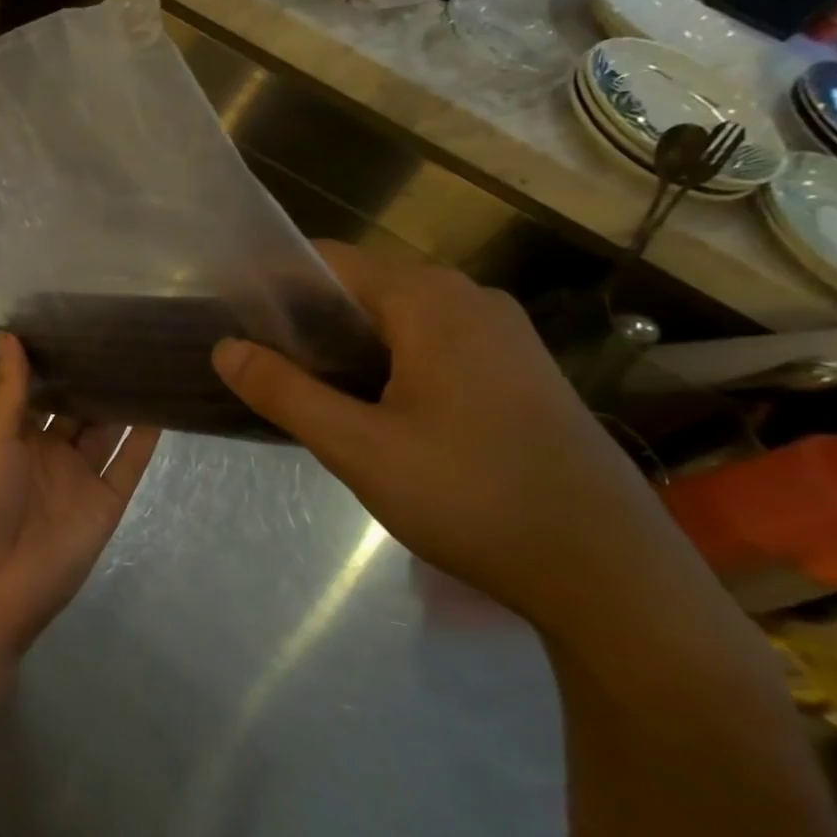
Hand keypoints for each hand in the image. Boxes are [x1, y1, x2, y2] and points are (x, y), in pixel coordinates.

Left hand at [0, 333, 160, 664]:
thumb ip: (12, 389)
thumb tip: (9, 333)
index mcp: (16, 436)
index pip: (43, 391)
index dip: (60, 362)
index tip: (81, 322)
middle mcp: (50, 453)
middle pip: (80, 409)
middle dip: (98, 378)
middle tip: (127, 333)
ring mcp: (80, 479)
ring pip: (108, 432)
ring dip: (125, 403)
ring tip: (151, 359)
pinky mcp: (106, 504)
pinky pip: (129, 466)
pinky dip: (146, 440)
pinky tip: (165, 406)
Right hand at [212, 242, 701, 640]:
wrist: (610, 574)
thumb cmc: (473, 497)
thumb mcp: (358, 447)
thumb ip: (284, 391)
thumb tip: (225, 348)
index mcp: (430, 300)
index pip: (329, 261)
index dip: (273, 284)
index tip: (231, 317)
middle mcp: (468, 299)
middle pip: (362, 287)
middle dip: (305, 320)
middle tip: (257, 361)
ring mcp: (501, 334)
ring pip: (395, 319)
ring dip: (344, 345)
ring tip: (299, 386)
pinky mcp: (516, 369)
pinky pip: (429, 344)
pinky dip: (385, 361)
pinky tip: (366, 407)